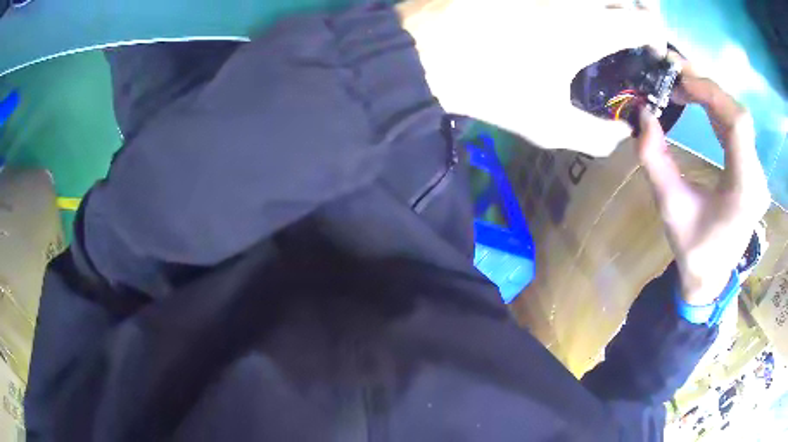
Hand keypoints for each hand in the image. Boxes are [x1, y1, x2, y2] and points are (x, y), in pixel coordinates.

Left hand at [398, 0, 666, 155]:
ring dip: (609, 2)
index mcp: (590, 27)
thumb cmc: (489, 88)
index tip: (649, 50)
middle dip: (641, 8)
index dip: (656, 36)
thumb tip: (623, 133)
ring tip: (606, 18)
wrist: (420, 53)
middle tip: (634, 25)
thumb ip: (595, 134)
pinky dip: (576, 2)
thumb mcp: (547, 124)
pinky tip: (569, 12)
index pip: (645, 21)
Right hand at [635, 60, 770, 304]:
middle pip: (739, 115)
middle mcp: (755, 176)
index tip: (679, 82)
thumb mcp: (670, 207)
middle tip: (675, 73)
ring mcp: (755, 173)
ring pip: (738, 118)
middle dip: (707, 88)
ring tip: (682, 85)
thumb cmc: (693, 249)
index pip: (738, 124)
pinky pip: (736, 129)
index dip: (710, 93)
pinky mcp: (750, 170)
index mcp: (743, 189)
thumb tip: (642, 114)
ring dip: (710, 96)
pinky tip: (699, 103)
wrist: (710, 275)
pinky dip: (716, 109)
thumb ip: (654, 160)